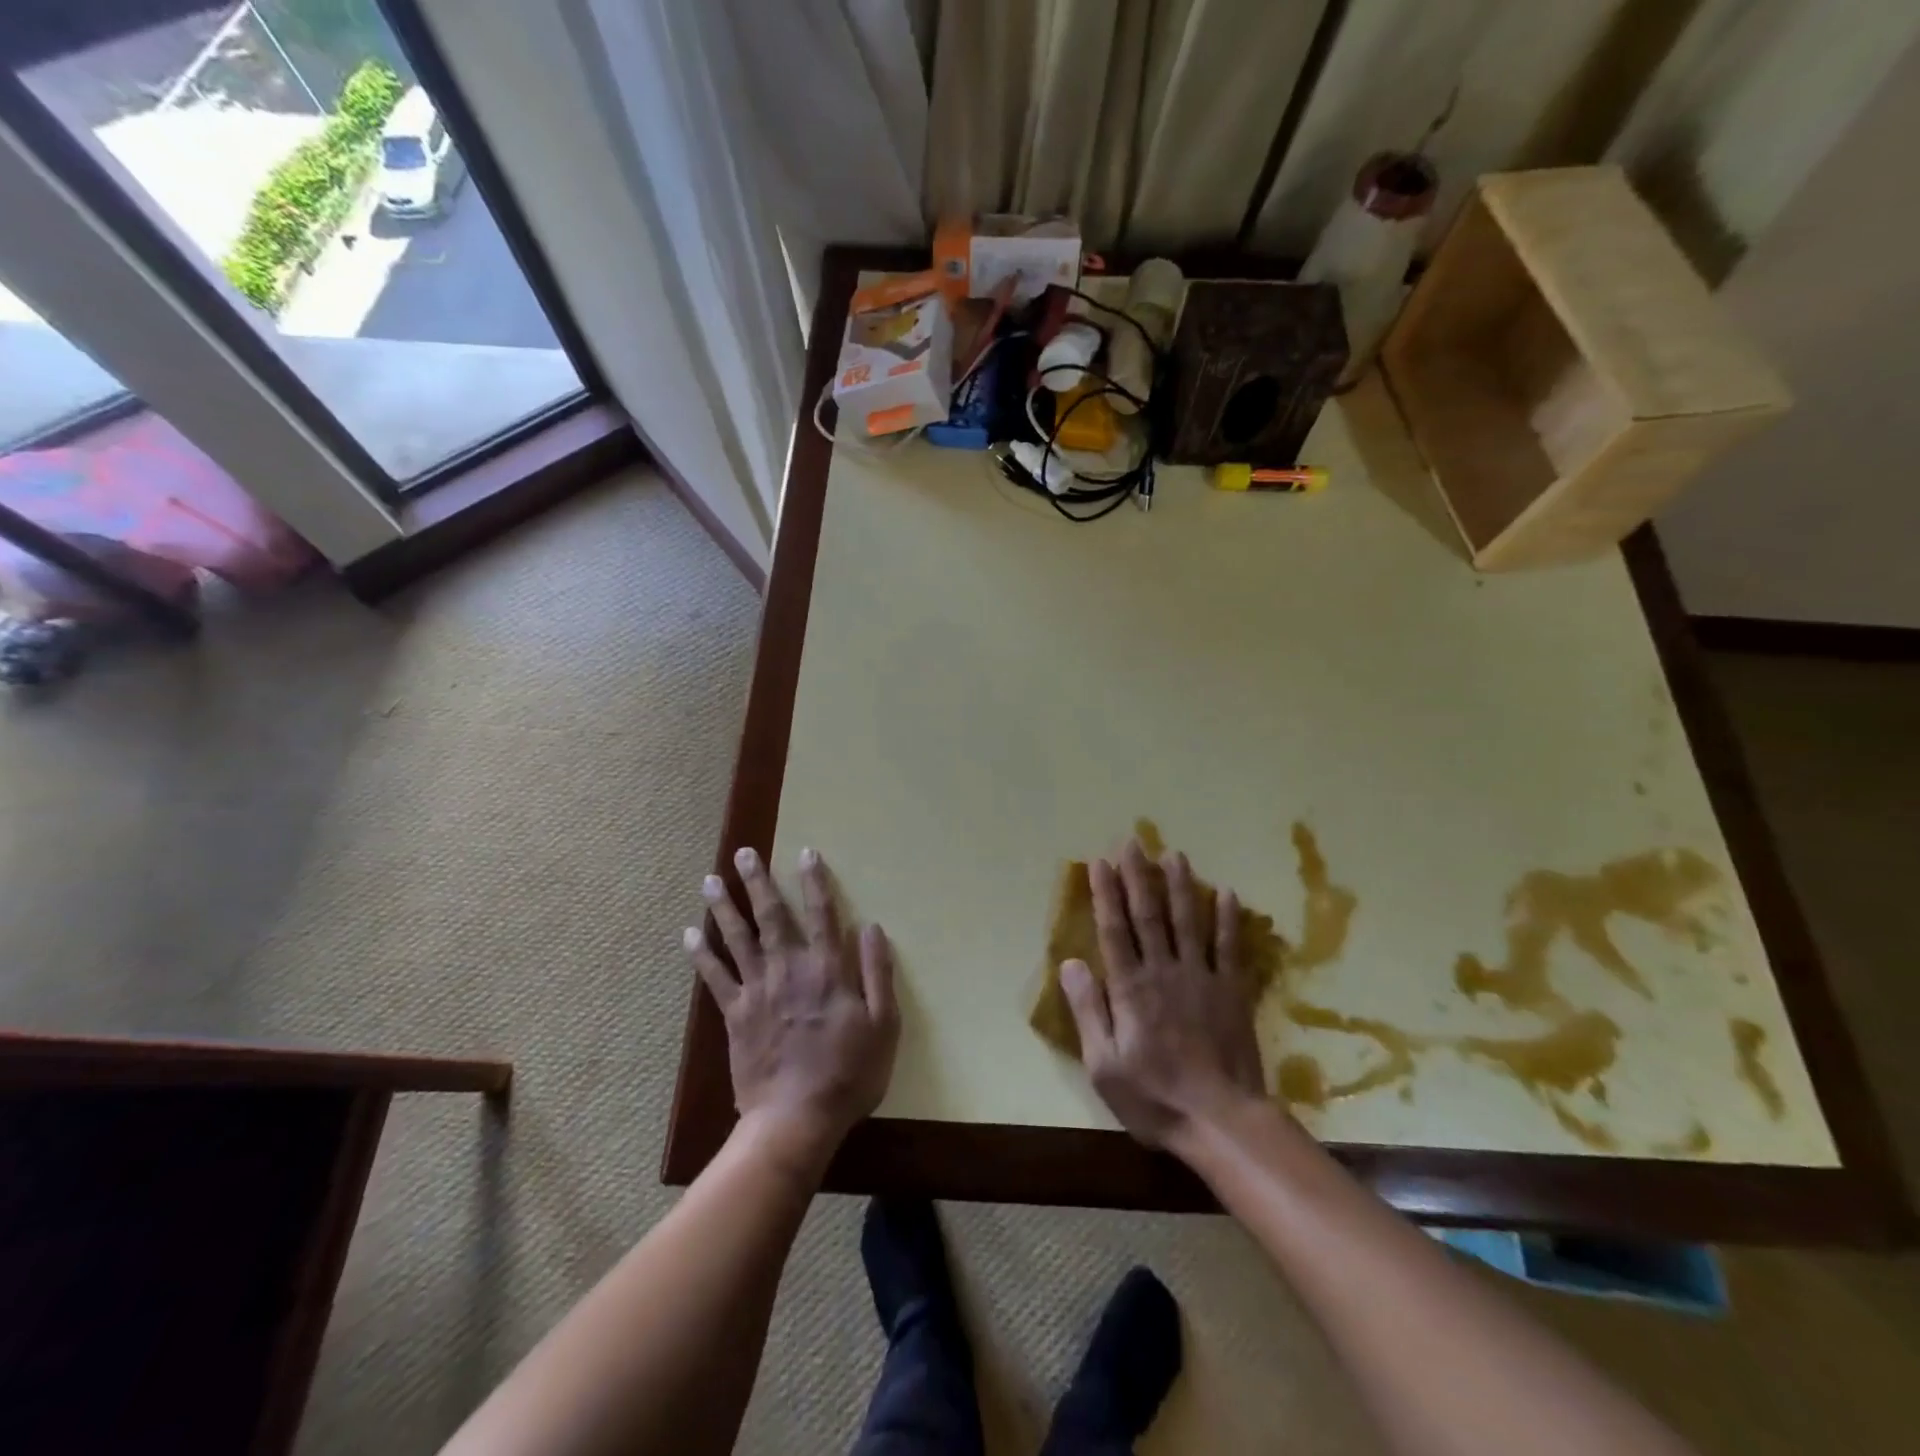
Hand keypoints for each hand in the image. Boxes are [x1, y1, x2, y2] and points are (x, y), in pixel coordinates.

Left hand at [687, 846, 898, 1164]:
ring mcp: (757, 991)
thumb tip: (872, 928)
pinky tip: (689, 935)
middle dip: (758, 882)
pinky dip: (701, 955)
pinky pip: (715, 978)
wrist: (796, 1119)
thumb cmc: (848, 1073)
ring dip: (723, 907)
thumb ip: (877, 973)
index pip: (822, 914)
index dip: (815, 881)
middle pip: (771, 916)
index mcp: (826, 970)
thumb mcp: (883, 1025)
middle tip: (743, 853)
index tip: (805, 852)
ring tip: (710, 880)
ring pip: (737, 938)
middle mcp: (788, 969)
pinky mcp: (735, 1015)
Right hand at [1059, 838, 1266, 1149]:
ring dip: (1180, 885)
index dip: (1105, 894)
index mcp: (1131, 988)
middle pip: (1149, 915)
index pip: (1114, 930)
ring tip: (1174, 854)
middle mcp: (1164, 971)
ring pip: (1188, 921)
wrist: (1222, 1121)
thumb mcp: (1104, 1064)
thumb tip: (1070, 964)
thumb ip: (1089, 1010)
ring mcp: (1202, 977)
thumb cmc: (1154, 1097)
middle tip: (1133, 842)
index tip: (1100, 862)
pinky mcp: (1232, 991)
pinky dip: (1228, 919)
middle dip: (1138, 876)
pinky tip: (1227, 892)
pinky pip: (1230, 947)